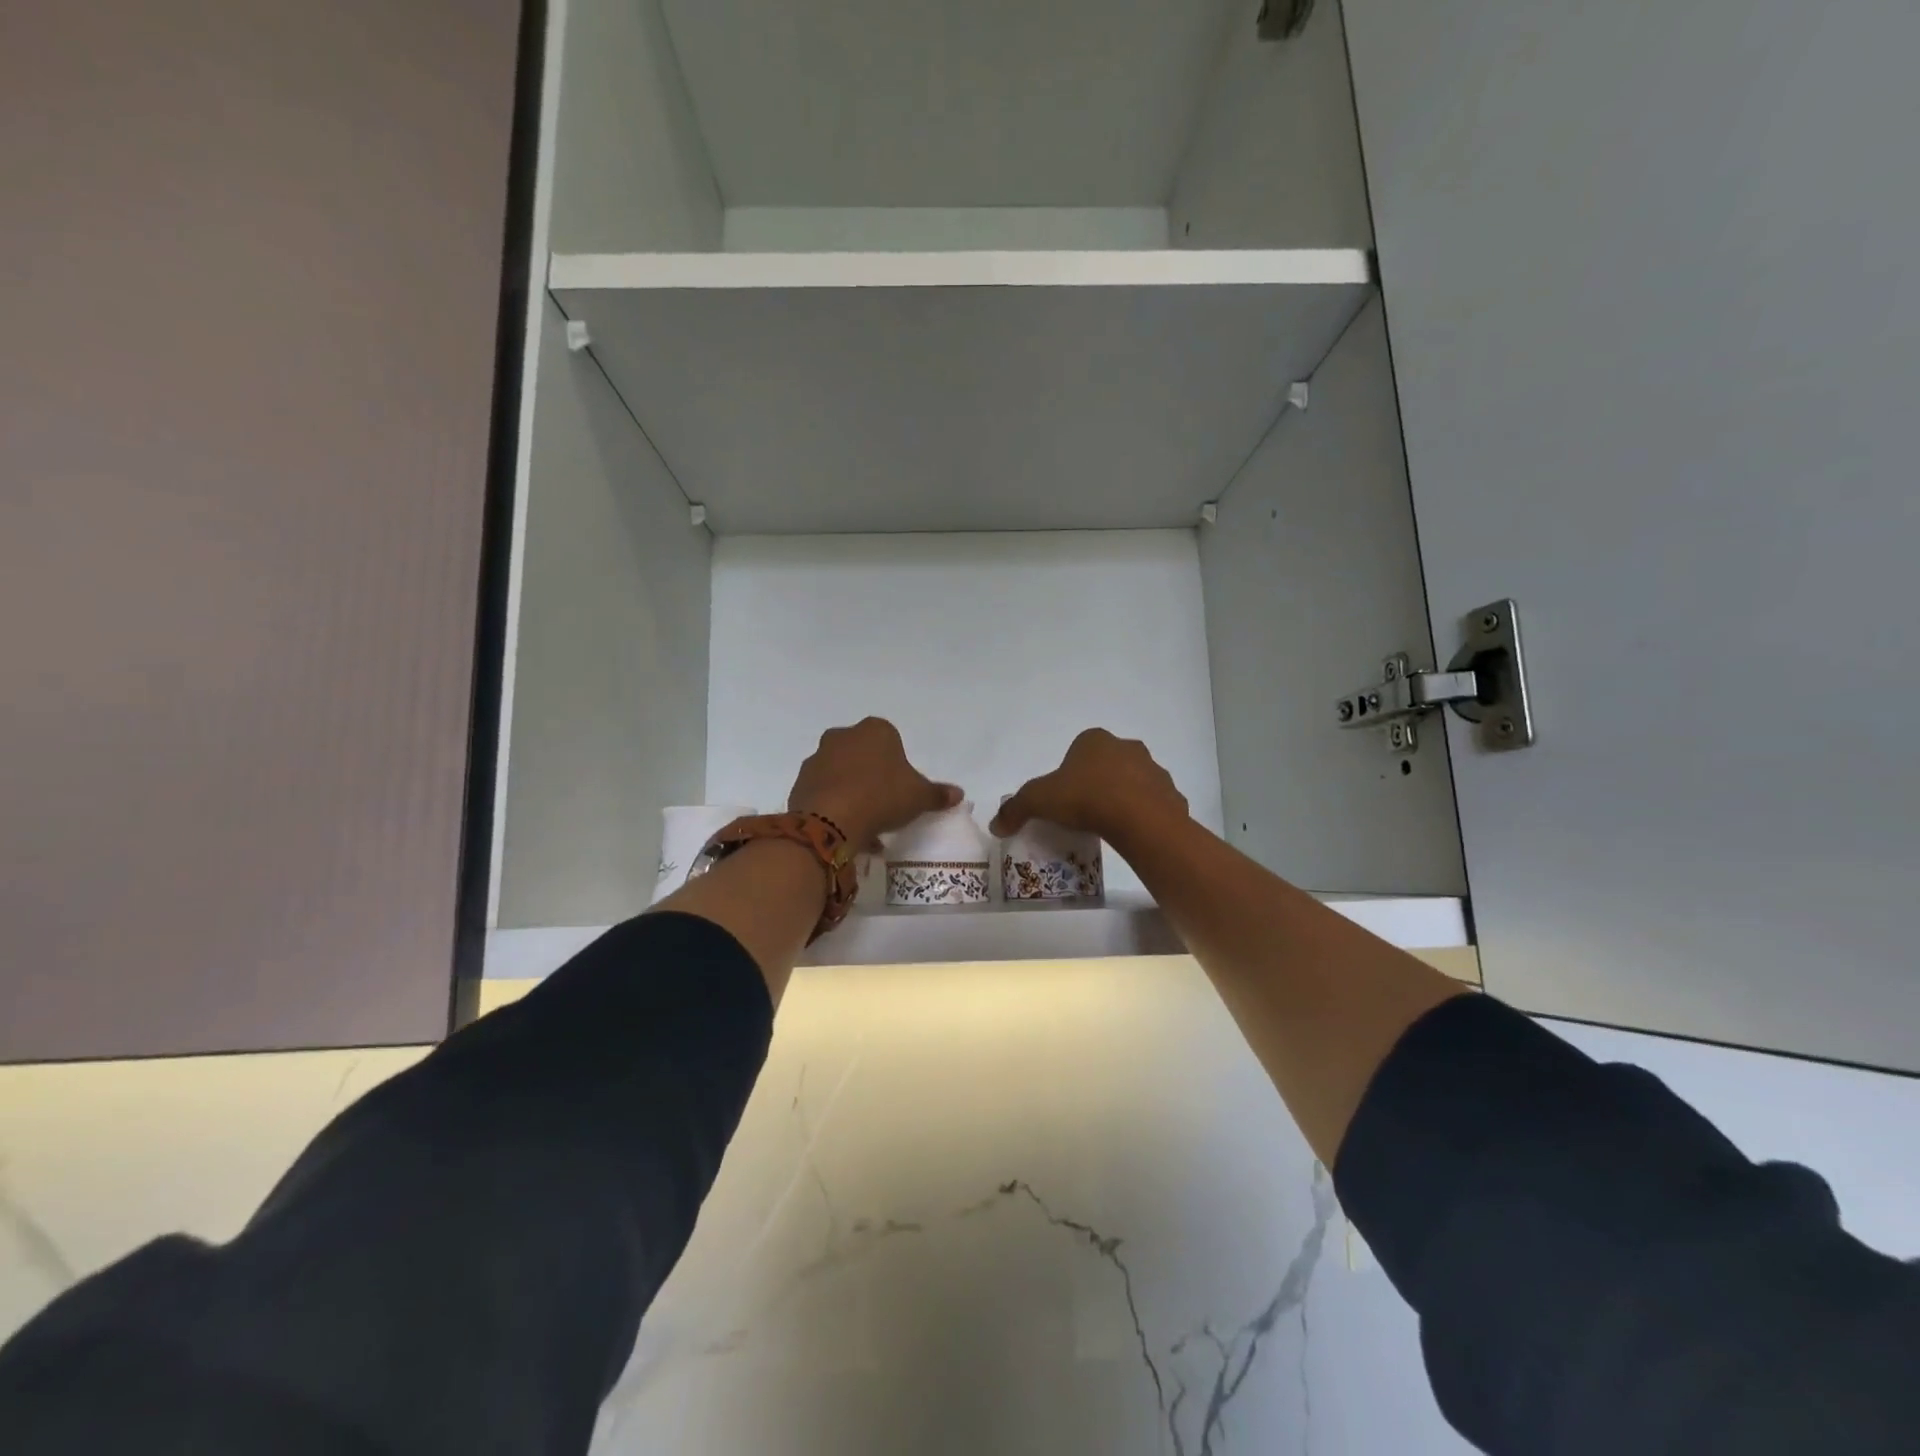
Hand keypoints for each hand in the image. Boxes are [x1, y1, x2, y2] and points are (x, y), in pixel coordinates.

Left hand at [788, 717, 960, 847]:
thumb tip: (958, 794)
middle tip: (884, 804)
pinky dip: (834, 807)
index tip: (901, 788)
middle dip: (872, 775)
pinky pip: (824, 793)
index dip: (897, 764)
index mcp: (875, 730)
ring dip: (852, 792)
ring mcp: (818, 758)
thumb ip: (937, 794)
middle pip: (863, 755)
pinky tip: (847, 830)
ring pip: (841, 774)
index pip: (890, 740)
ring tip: (866, 825)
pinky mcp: (801, 782)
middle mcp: (842, 736)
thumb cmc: (882, 797)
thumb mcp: (918, 797)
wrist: (831, 820)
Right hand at [990, 729, 1187, 844]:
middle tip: (1083, 811)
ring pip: (1134, 783)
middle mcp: (1127, 748)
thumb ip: (1015, 809)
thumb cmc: (1085, 798)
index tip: (1063, 797)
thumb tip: (995, 824)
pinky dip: (1144, 816)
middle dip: (1097, 782)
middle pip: (1107, 764)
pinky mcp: (1172, 796)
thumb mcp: (1038, 801)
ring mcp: (1154, 770)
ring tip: (1108, 825)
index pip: (1078, 750)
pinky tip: (1131, 833)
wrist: (1138, 820)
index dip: (1069, 773)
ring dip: (1123, 798)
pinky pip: (1154, 805)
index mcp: (1095, 740)